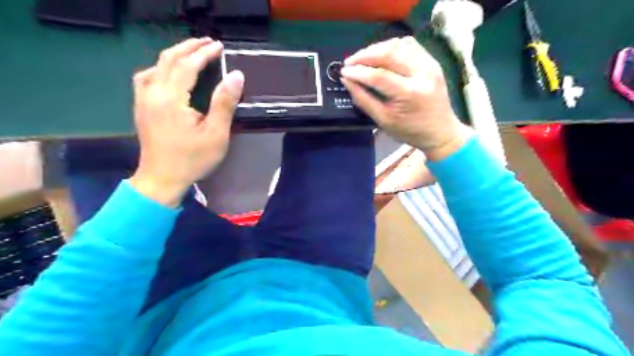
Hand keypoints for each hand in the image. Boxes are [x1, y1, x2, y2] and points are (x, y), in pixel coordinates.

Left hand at [128, 38, 244, 206]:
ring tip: (191, 53)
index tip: (219, 46)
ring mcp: (143, 100)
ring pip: (155, 65)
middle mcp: (153, 93)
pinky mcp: (141, 107)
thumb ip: (224, 103)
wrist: (162, 179)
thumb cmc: (192, 159)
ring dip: (174, 55)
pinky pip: (147, 77)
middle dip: (189, 48)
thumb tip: (236, 76)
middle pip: (168, 59)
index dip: (203, 53)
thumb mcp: (216, 134)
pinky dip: (160, 68)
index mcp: (171, 98)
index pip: (187, 65)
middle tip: (207, 43)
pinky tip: (168, 73)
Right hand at [342, 36, 468, 159]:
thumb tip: (347, 80)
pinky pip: (409, 45)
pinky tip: (382, 55)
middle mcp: (422, 74)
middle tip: (349, 63)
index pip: (379, 75)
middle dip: (365, 55)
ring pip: (399, 44)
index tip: (343, 72)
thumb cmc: (410, 131)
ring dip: (377, 48)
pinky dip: (392, 46)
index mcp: (410, 94)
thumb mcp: (383, 120)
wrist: (440, 131)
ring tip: (363, 58)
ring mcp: (430, 64)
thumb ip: (364, 99)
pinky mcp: (432, 61)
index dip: (358, 72)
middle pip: (389, 54)